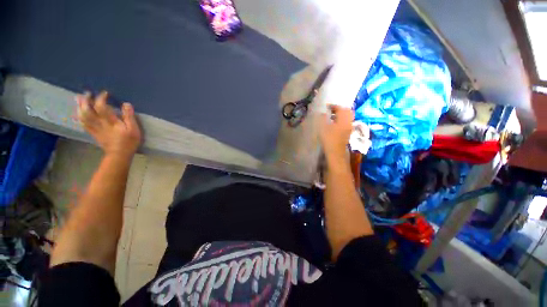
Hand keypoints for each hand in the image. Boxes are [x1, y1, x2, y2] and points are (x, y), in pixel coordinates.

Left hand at [76, 91, 140, 158]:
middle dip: (86, 100)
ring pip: (83, 116)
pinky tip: (78, 112)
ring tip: (79, 99)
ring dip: (80, 107)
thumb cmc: (129, 141)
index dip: (101, 98)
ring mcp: (94, 128)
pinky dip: (79, 116)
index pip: (102, 107)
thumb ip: (129, 117)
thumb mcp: (134, 129)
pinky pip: (83, 123)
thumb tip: (126, 104)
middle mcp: (100, 123)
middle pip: (88, 110)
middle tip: (87, 93)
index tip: (105, 93)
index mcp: (110, 122)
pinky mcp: (93, 133)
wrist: (119, 154)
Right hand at [320, 105, 353, 162]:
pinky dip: (341, 119)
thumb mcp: (323, 127)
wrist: (335, 152)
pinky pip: (346, 121)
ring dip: (341, 114)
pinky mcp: (348, 132)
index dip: (333, 106)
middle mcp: (348, 121)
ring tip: (332, 116)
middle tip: (331, 110)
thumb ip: (323, 118)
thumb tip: (323, 113)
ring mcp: (349, 127)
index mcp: (343, 119)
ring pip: (347, 116)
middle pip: (347, 111)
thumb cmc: (329, 139)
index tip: (326, 107)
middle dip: (339, 109)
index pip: (340, 108)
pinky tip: (334, 123)